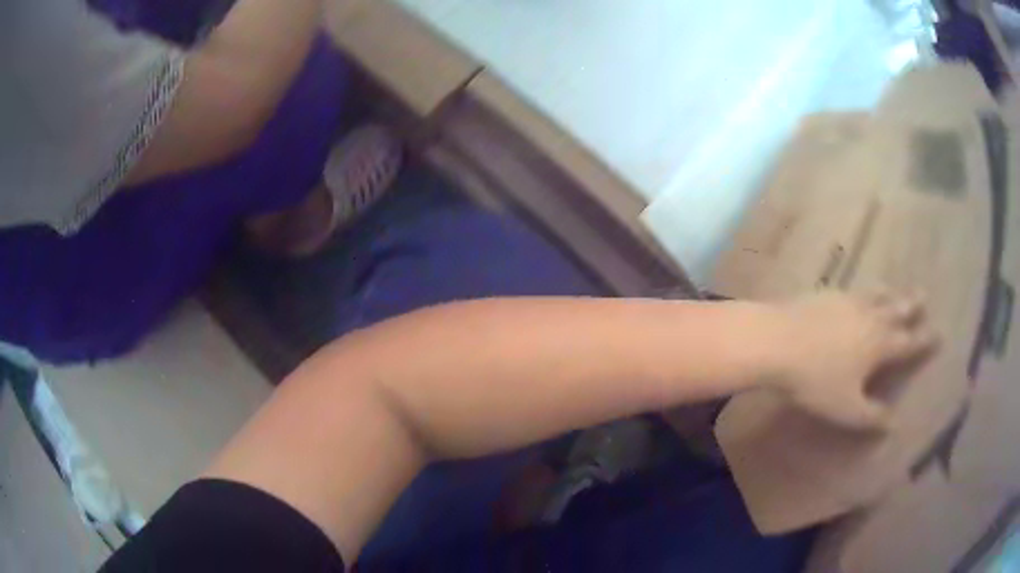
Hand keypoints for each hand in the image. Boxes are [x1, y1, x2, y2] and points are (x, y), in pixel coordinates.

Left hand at [768, 291, 939, 430]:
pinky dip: (862, 290)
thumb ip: (872, 418)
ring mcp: (848, 301)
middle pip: (897, 309)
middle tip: (925, 295)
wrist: (777, 341)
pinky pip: (852, 289)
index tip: (940, 332)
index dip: (925, 340)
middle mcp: (870, 317)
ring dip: (889, 292)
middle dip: (912, 305)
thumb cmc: (816, 381)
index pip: (909, 342)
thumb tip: (895, 424)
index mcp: (880, 345)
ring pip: (876, 294)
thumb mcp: (847, 410)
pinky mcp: (827, 294)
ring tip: (896, 289)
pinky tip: (856, 291)